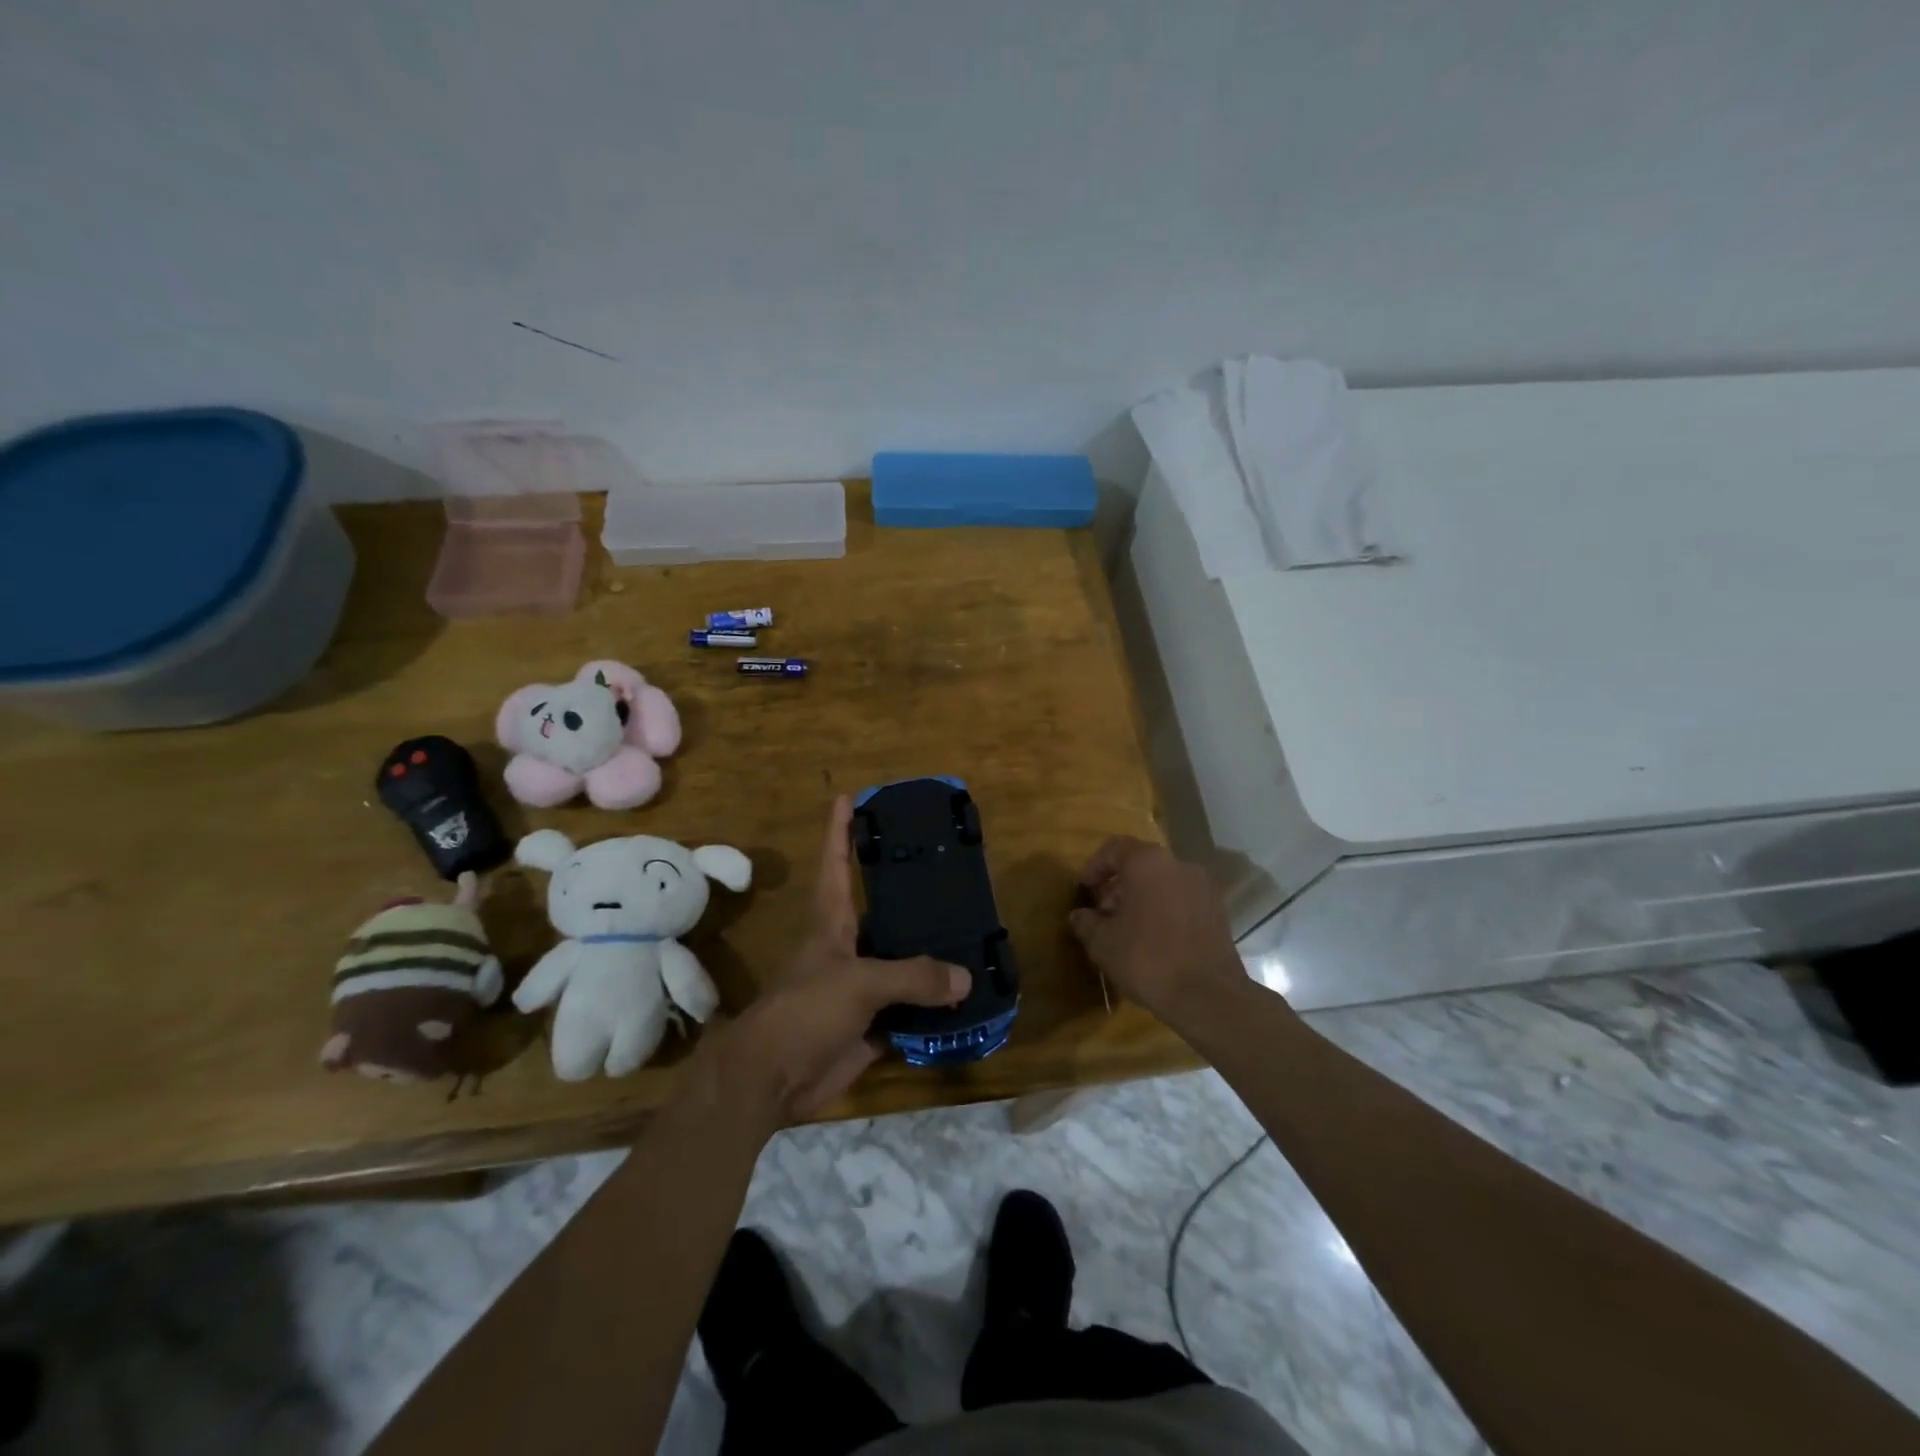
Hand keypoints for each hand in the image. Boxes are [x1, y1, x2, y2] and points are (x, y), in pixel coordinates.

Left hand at [714, 796, 970, 1123]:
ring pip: (900, 962)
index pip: (837, 864)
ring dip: (930, 953)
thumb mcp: (859, 983)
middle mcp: (846, 948)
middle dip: (908, 892)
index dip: (840, 830)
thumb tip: (965, 979)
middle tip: (947, 869)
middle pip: (880, 911)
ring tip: (972, 931)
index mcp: (832, 922)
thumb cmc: (805, 1012)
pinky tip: (966, 996)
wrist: (771, 1080)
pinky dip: (933, 1005)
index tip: (850, 797)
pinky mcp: (869, 1025)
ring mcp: (858, 988)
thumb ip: (913, 977)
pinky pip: (909, 1009)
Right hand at [1068, 836, 1250, 1028]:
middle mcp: (1179, 865)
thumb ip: (1086, 922)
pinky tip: (1155, 941)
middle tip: (1103, 913)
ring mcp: (1203, 888)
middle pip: (1141, 865)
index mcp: (1148, 863)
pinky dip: (1165, 911)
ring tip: (1128, 930)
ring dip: (1142, 899)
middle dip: (1118, 886)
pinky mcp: (1218, 912)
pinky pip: (1182, 901)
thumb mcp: (1103, 943)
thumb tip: (1080, 915)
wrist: (1208, 996)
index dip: (1094, 867)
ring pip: (1163, 883)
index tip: (1084, 891)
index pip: (1115, 848)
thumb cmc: (1147, 959)